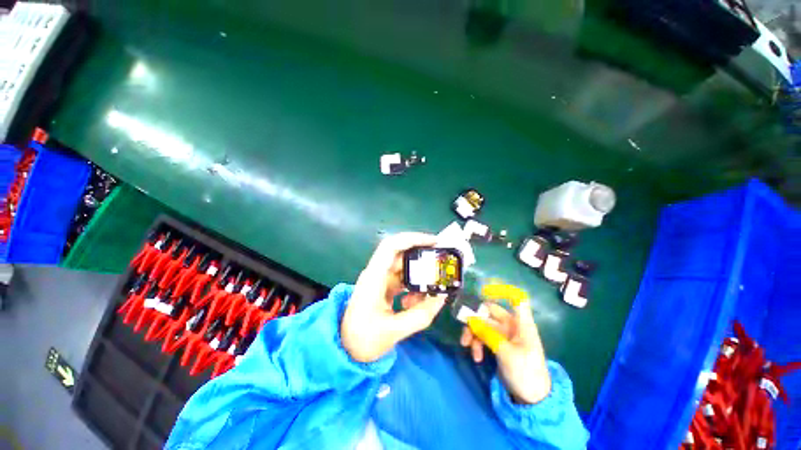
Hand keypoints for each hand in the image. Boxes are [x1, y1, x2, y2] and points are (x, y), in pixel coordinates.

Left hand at [341, 233, 447, 362]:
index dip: (413, 239)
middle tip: (440, 263)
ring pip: (403, 268)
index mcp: (374, 278)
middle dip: (421, 257)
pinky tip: (415, 302)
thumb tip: (442, 296)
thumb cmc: (363, 340)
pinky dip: (413, 287)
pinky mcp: (383, 287)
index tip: (434, 242)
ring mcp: (380, 280)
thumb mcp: (395, 331)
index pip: (391, 246)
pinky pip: (402, 280)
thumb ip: (421, 314)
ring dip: (418, 276)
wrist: (345, 349)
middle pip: (400, 255)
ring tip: (432, 288)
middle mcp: (376, 274)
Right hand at [460, 295, 550, 404]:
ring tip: (466, 345)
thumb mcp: (506, 353)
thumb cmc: (525, 373)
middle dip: (475, 318)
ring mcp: (503, 335)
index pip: (516, 300)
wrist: (531, 399)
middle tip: (464, 326)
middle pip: (490, 312)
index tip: (484, 290)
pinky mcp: (497, 344)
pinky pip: (482, 337)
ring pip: (483, 325)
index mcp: (521, 323)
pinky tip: (475, 356)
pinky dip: (477, 344)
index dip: (503, 291)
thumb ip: (488, 334)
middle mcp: (511, 325)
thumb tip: (470, 318)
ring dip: (473, 333)